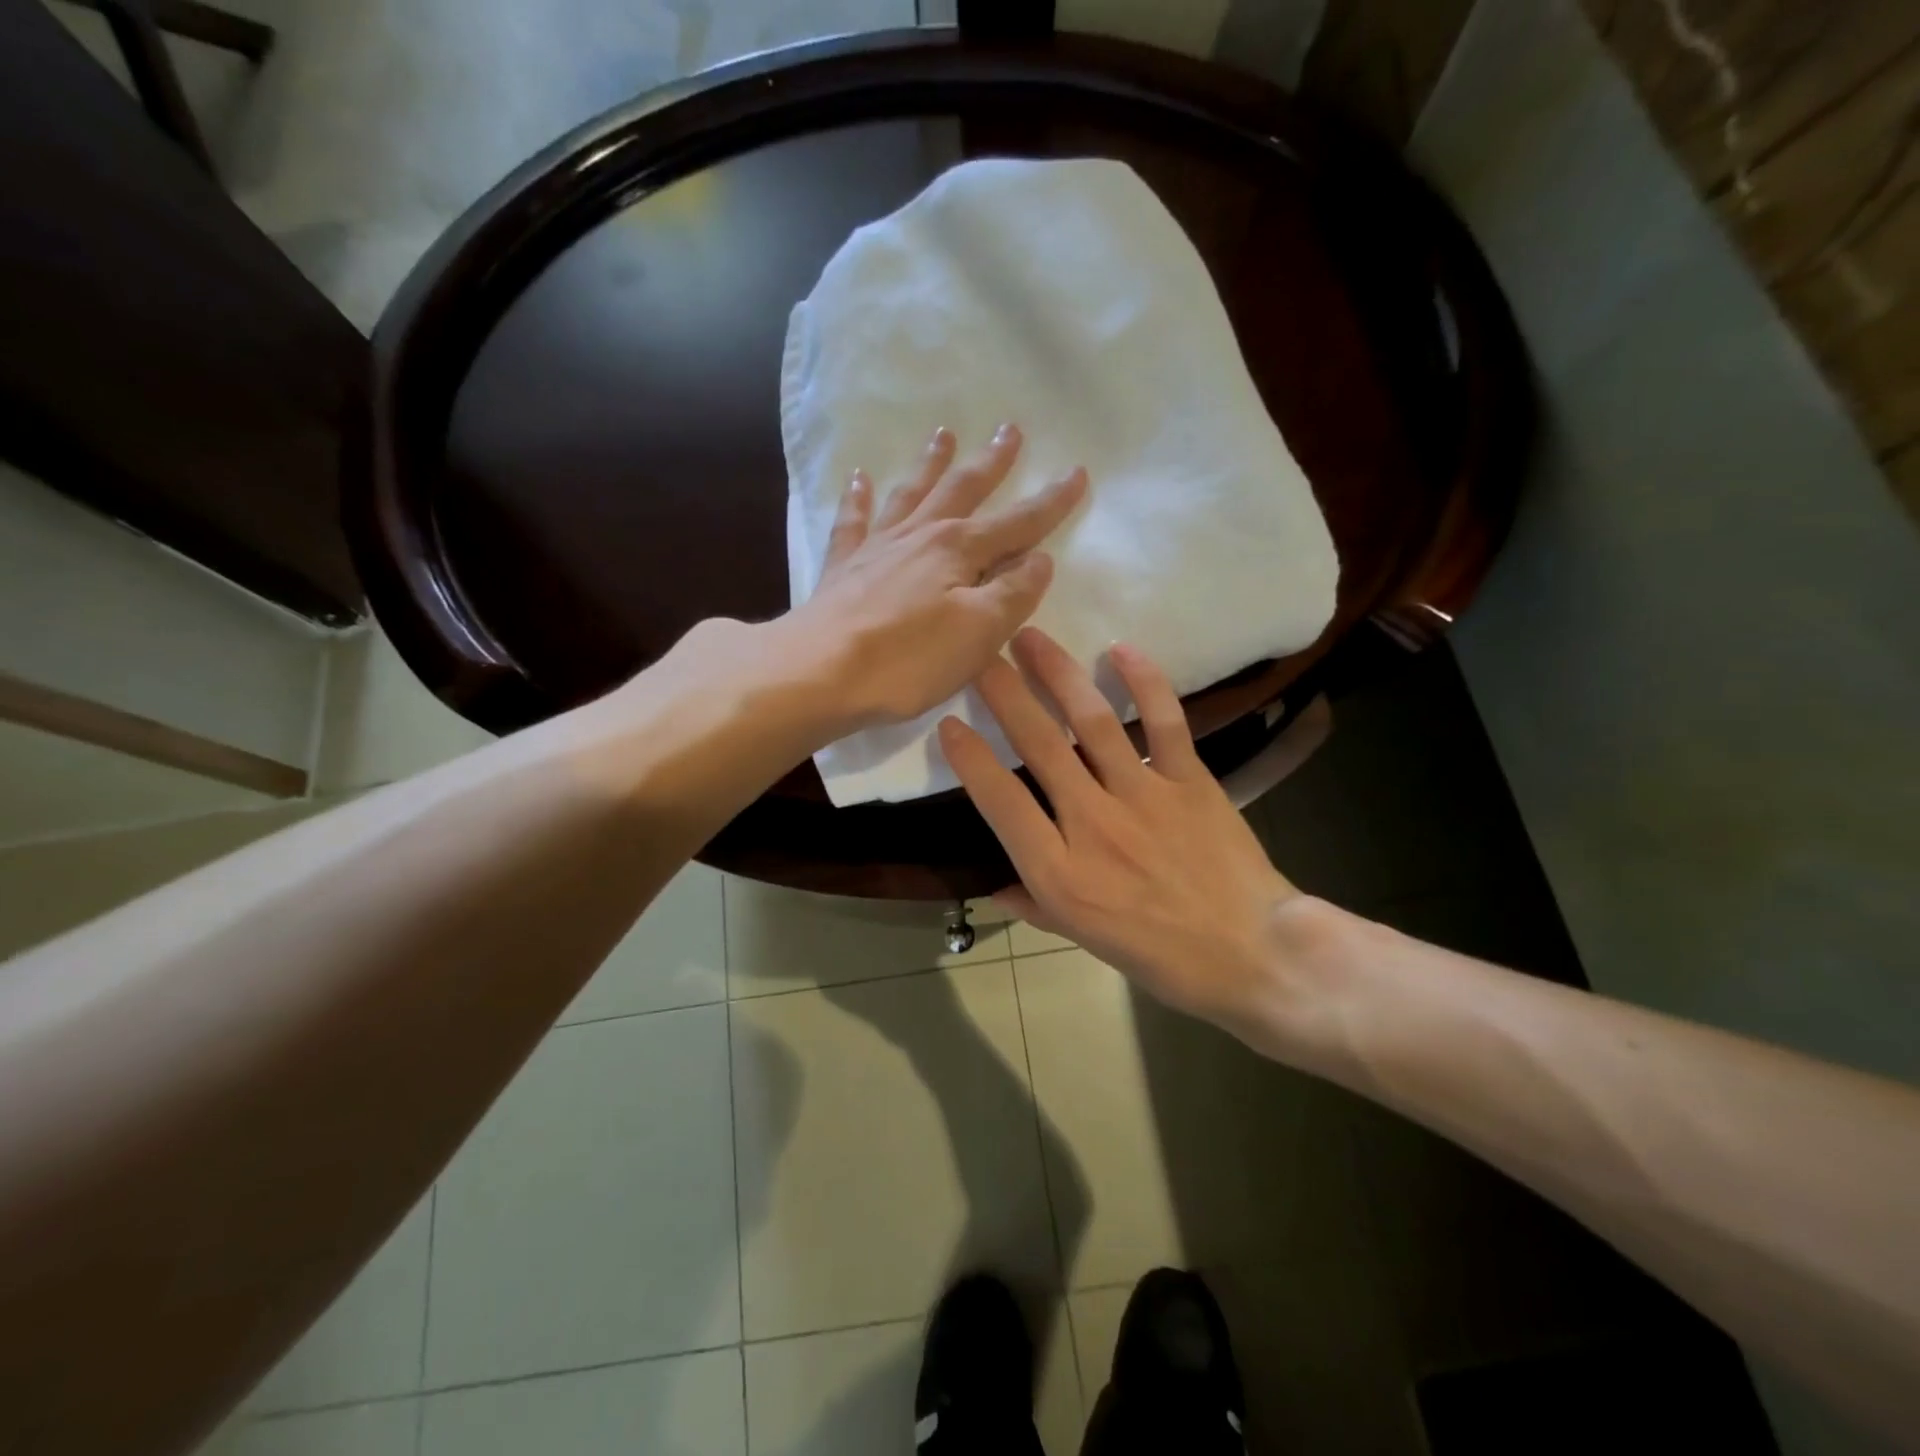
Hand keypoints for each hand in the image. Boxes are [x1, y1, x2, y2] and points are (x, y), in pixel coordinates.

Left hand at [790, 423, 1087, 729]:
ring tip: (943, 435)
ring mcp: (877, 548)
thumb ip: (1014, 593)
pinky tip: (859, 479)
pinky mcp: (843, 569)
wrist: (820, 672)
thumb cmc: (909, 658)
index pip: (1018, 522)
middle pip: (962, 490)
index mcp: (959, 550)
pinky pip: (853, 522)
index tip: (1077, 472)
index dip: (1051, 501)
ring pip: (911, 495)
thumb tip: (1039, 559)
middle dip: (991, 462)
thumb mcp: (980, 632)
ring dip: (930, 465)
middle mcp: (920, 536)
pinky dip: (857, 499)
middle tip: (1009, 430)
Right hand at [939, 628, 1304, 1036]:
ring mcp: (1143, 796)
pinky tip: (1120, 650)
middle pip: (1039, 746)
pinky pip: (1164, 721)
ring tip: (1030, 637)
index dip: (969, 759)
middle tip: (979, 654)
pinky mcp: (1189, 780)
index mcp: (1060, 872)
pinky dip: (1144, 681)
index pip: (1000, 801)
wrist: (1252, 954)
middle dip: (1003, 694)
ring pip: (1092, 722)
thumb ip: (1034, 903)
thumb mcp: (1082, 939)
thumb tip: (993, 884)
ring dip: (1057, 674)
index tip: (948, 724)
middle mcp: (1093, 824)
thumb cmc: (1160, 955)